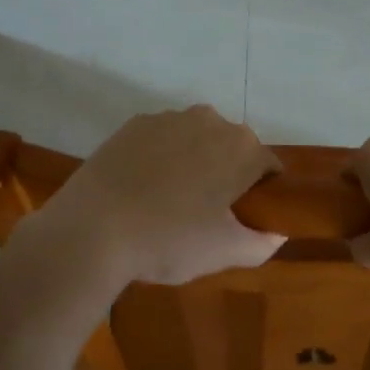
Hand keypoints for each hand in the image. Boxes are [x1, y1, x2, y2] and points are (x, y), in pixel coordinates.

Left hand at [24, 106, 285, 291]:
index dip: (261, 194)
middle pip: (231, 148)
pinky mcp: (134, 124)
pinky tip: (142, 189)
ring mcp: (169, 117)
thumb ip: (262, 243)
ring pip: (196, 140)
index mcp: (242, 148)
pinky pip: (162, 139)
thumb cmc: (169, 240)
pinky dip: (160, 157)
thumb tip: (277, 234)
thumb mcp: (224, 252)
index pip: (268, 168)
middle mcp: (211, 120)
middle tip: (207, 215)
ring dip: (193, 163)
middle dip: (226, 175)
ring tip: (170, 203)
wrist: (92, 228)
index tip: (243, 219)